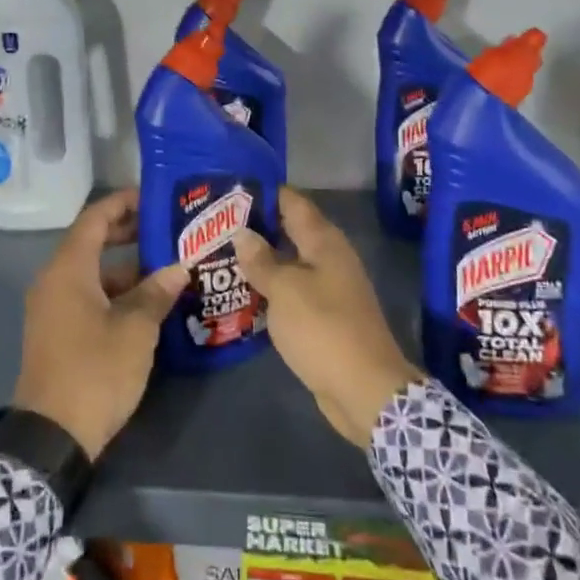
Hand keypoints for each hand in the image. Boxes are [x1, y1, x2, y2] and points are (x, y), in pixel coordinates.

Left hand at [12, 190, 187, 458]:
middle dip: (128, 233)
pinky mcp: (58, 331)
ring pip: (93, 273)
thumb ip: (156, 292)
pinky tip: (148, 304)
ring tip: (168, 269)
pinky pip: (88, 296)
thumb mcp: (135, 330)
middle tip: (167, 230)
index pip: (94, 218)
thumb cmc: (95, 371)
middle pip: (91, 243)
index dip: (123, 203)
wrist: (52, 435)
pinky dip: (116, 293)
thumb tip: (178, 268)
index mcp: (68, 270)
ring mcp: (53, 308)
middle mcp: (54, 281)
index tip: (155, 198)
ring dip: (127, 269)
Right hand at [231, 189, 422, 447]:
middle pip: (289, 231)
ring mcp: (328, 288)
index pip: (292, 202)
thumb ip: (261, 261)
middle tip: (215, 224)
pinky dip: (269, 287)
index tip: (229, 189)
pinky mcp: (323, 316)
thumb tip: (242, 232)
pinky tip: (242, 292)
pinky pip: (291, 291)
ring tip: (220, 254)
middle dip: (255, 226)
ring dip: (260, 260)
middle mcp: (329, 258)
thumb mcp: (285, 290)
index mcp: (324, 242)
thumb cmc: (323, 329)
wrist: (364, 389)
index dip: (263, 192)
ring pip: (289, 263)